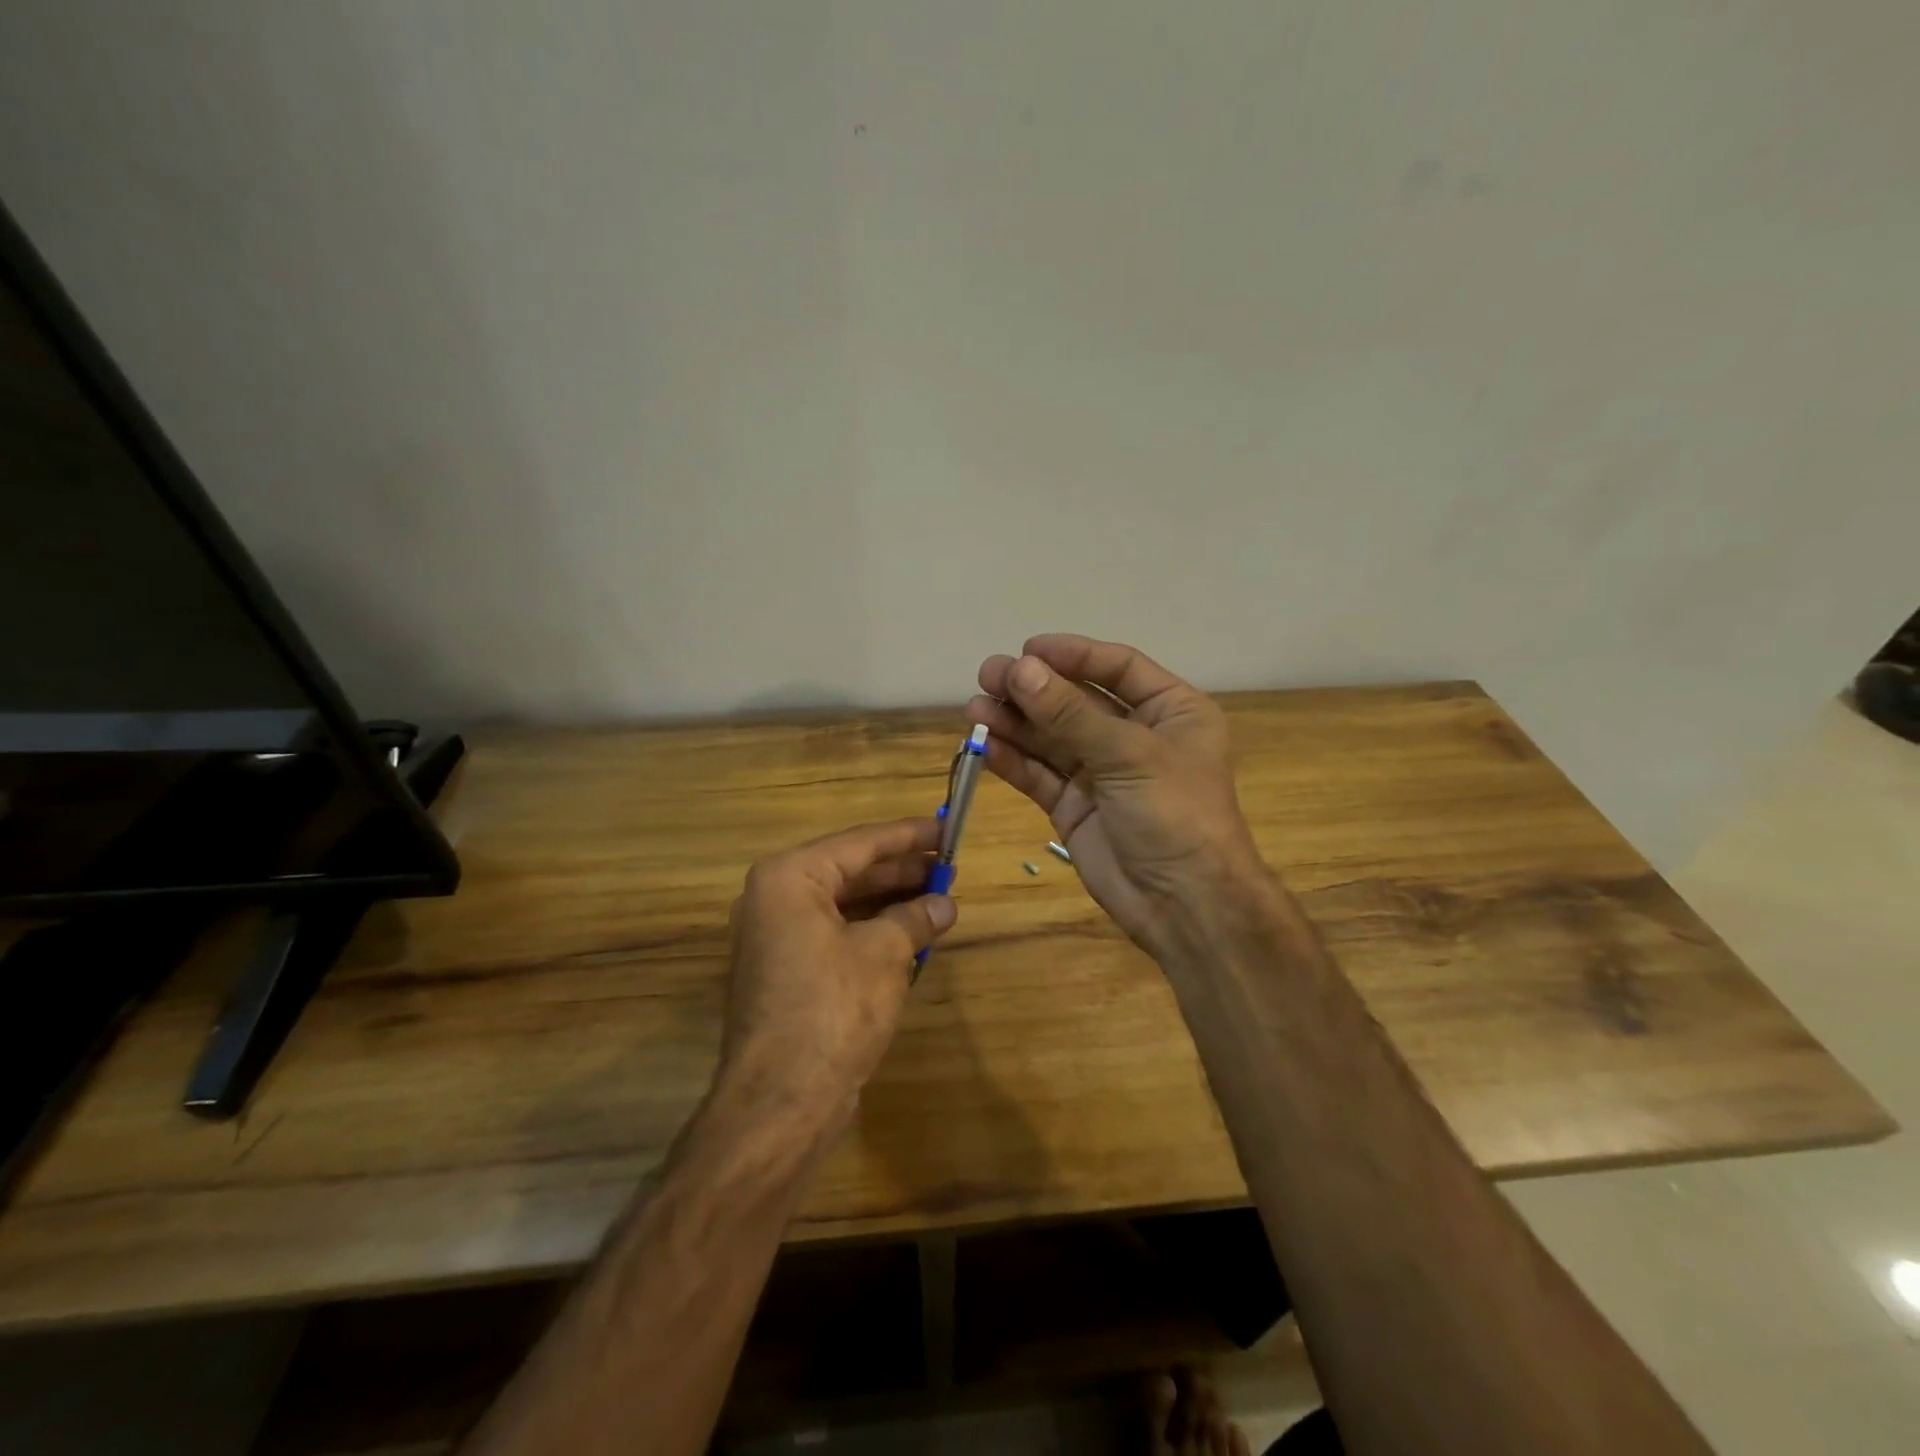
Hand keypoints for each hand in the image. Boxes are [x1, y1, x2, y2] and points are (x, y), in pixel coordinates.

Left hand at [715, 817, 956, 1138]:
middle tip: (949, 865)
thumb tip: (944, 905)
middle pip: (850, 871)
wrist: (782, 1102)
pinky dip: (872, 930)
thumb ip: (915, 918)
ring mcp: (776, 938)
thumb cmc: (833, 1009)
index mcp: (789, 878)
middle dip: (902, 870)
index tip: (947, 828)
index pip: (860, 843)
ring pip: (844, 904)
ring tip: (939, 896)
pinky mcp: (786, 972)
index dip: (909, 836)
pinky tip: (910, 933)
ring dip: (890, 901)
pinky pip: (835, 933)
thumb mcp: (885, 953)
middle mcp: (774, 899)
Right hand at [967, 634, 1268, 956]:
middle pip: (1076, 701)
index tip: (1027, 649)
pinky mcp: (1075, 807)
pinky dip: (1013, 760)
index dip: (1072, 655)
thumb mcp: (1129, 755)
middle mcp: (1136, 736)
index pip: (1117, 668)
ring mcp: (1102, 773)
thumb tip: (1019, 668)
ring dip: (1015, 722)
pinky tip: (985, 745)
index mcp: (1171, 711)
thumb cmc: (1175, 814)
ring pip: (1052, 738)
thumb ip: (1070, 714)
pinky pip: (1041, 775)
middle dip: (1033, 689)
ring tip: (974, 709)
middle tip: (988, 676)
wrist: (1185, 906)